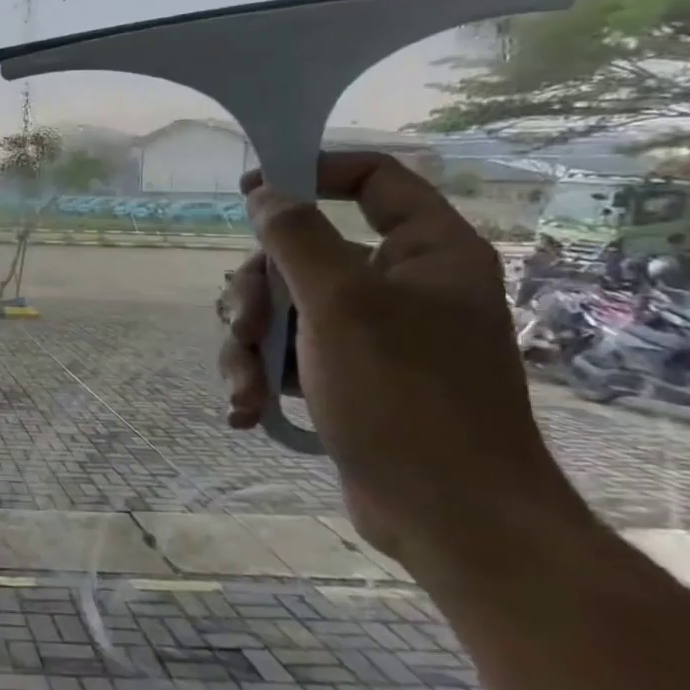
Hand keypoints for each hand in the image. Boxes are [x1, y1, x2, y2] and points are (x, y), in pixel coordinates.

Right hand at [218, 152, 587, 570]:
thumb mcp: (341, 306)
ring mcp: (374, 334)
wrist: (448, 516)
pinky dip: (262, 376)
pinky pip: (289, 352)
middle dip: (257, 293)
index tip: (250, 191)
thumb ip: (296, 239)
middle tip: (240, 326)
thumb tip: (264, 193)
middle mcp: (402, 285)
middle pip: (304, 253)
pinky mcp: (348, 376)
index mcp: (427, 253)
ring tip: (243, 387)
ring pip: (285, 308)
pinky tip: (247, 409)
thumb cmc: (405, 397)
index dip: (311, 173)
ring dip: (249, 344)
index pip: (373, 181)